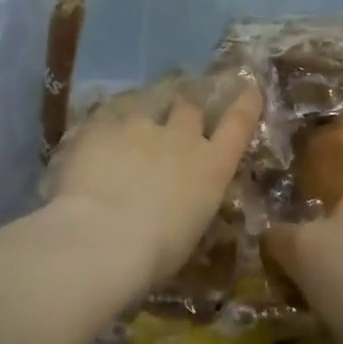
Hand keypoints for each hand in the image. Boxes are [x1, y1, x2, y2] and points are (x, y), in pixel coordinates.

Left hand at [47, 82, 262, 283]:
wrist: (103, 238)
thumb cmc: (156, 253)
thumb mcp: (190, 229)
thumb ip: (190, 202)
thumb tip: (181, 201)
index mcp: (212, 167)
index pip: (238, 124)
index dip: (245, 105)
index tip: (250, 90)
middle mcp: (182, 137)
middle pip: (188, 108)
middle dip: (183, 113)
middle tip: (172, 122)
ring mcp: (141, 126)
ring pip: (145, 108)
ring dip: (141, 120)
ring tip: (125, 137)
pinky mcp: (103, 125)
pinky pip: (107, 117)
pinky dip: (105, 128)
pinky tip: (92, 144)